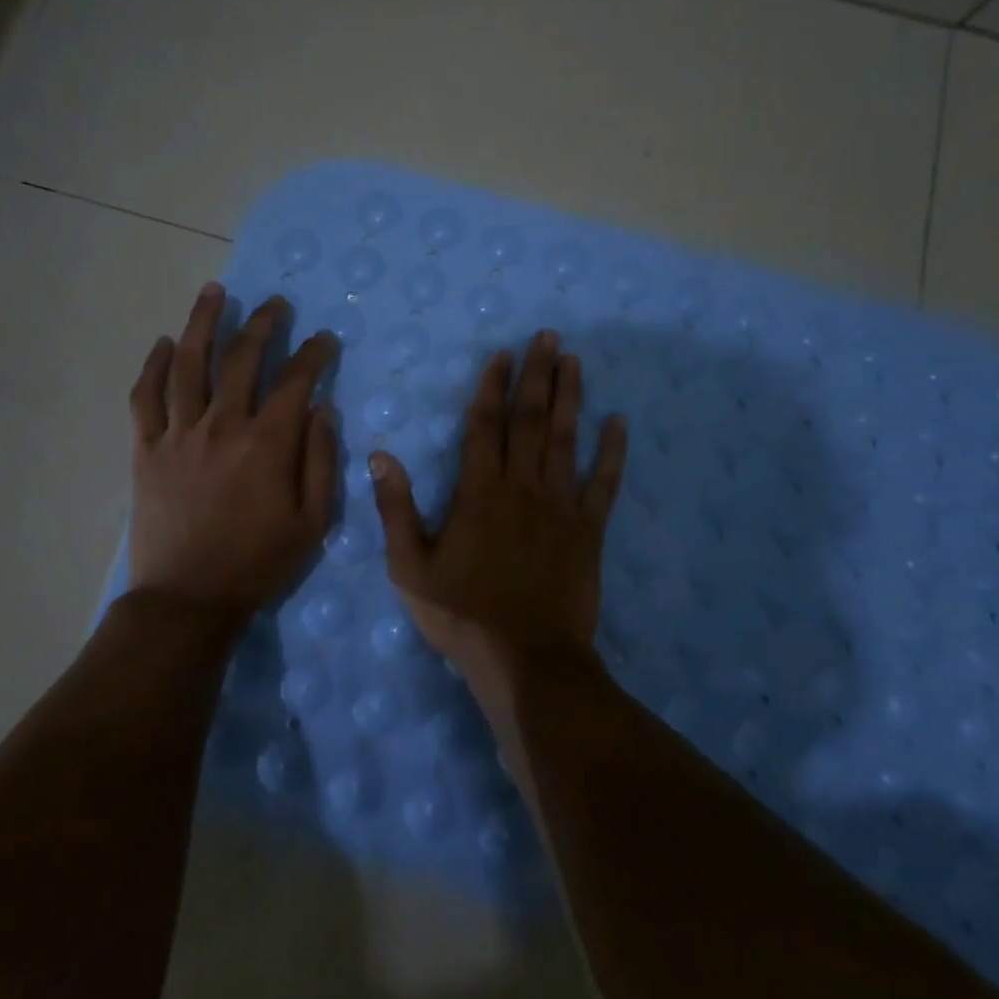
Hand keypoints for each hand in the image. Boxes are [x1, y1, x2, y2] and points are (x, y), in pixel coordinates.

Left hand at [127, 283, 340, 625]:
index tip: (326, 340)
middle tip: (276, 304)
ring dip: (203, 322)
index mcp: (267, 444)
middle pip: (242, 358)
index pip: (295, 381)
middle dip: (264, 324)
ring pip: (189, 363)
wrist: (187, 600)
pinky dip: (154, 366)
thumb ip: (321, 461)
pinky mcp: (146, 448)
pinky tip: (164, 343)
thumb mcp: (312, 522)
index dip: (314, 354)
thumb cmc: (258, 563)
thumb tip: (324, 409)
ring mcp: (179, 433)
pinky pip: (145, 397)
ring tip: (214, 291)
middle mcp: (222, 426)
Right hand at [369, 329, 625, 673]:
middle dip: (537, 374)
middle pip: (530, 419)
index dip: (493, 386)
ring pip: (566, 439)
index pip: (485, 425)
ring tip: (574, 361)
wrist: (527, 661)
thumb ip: (395, 509)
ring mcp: (560, 506)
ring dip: (570, 397)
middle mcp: (522, 486)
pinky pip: (603, 483)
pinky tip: (619, 423)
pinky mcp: (589, 530)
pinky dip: (612, 452)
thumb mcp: (409, 568)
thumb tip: (379, 456)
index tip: (503, 354)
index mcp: (479, 491)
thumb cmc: (462, 615)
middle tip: (548, 337)